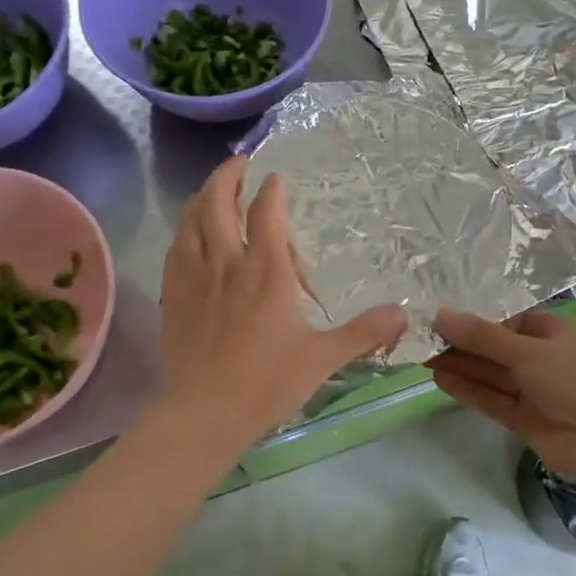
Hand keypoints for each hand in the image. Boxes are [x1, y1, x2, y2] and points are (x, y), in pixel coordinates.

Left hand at [159, 157, 405, 452]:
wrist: (205, 413)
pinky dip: (183, 230)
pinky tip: (187, 234)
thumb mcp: (324, 357)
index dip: (271, 190)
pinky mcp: (172, 297)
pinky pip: (174, 250)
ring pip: (190, 221)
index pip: (265, 214)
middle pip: (218, 204)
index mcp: (266, 272)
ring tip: (212, 189)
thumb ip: (364, 332)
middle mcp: (227, 264)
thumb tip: (404, 313)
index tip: (276, 177)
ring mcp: (194, 278)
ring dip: (201, 198)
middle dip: (227, 176)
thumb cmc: (268, 382)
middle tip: (239, 162)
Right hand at [429, 308, 575, 481]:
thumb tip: (441, 313)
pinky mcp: (525, 419)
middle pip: (497, 347)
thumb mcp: (527, 350)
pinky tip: (440, 379)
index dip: (477, 317)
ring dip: (461, 365)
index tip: (442, 314)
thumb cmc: (574, 380)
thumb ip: (482, 336)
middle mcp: (544, 358)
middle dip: (463, 343)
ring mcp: (535, 390)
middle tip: (422, 336)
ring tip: (422, 355)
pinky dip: (469, 390)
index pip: (510, 319)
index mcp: (554, 332)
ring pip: (492, 374)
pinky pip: (493, 399)